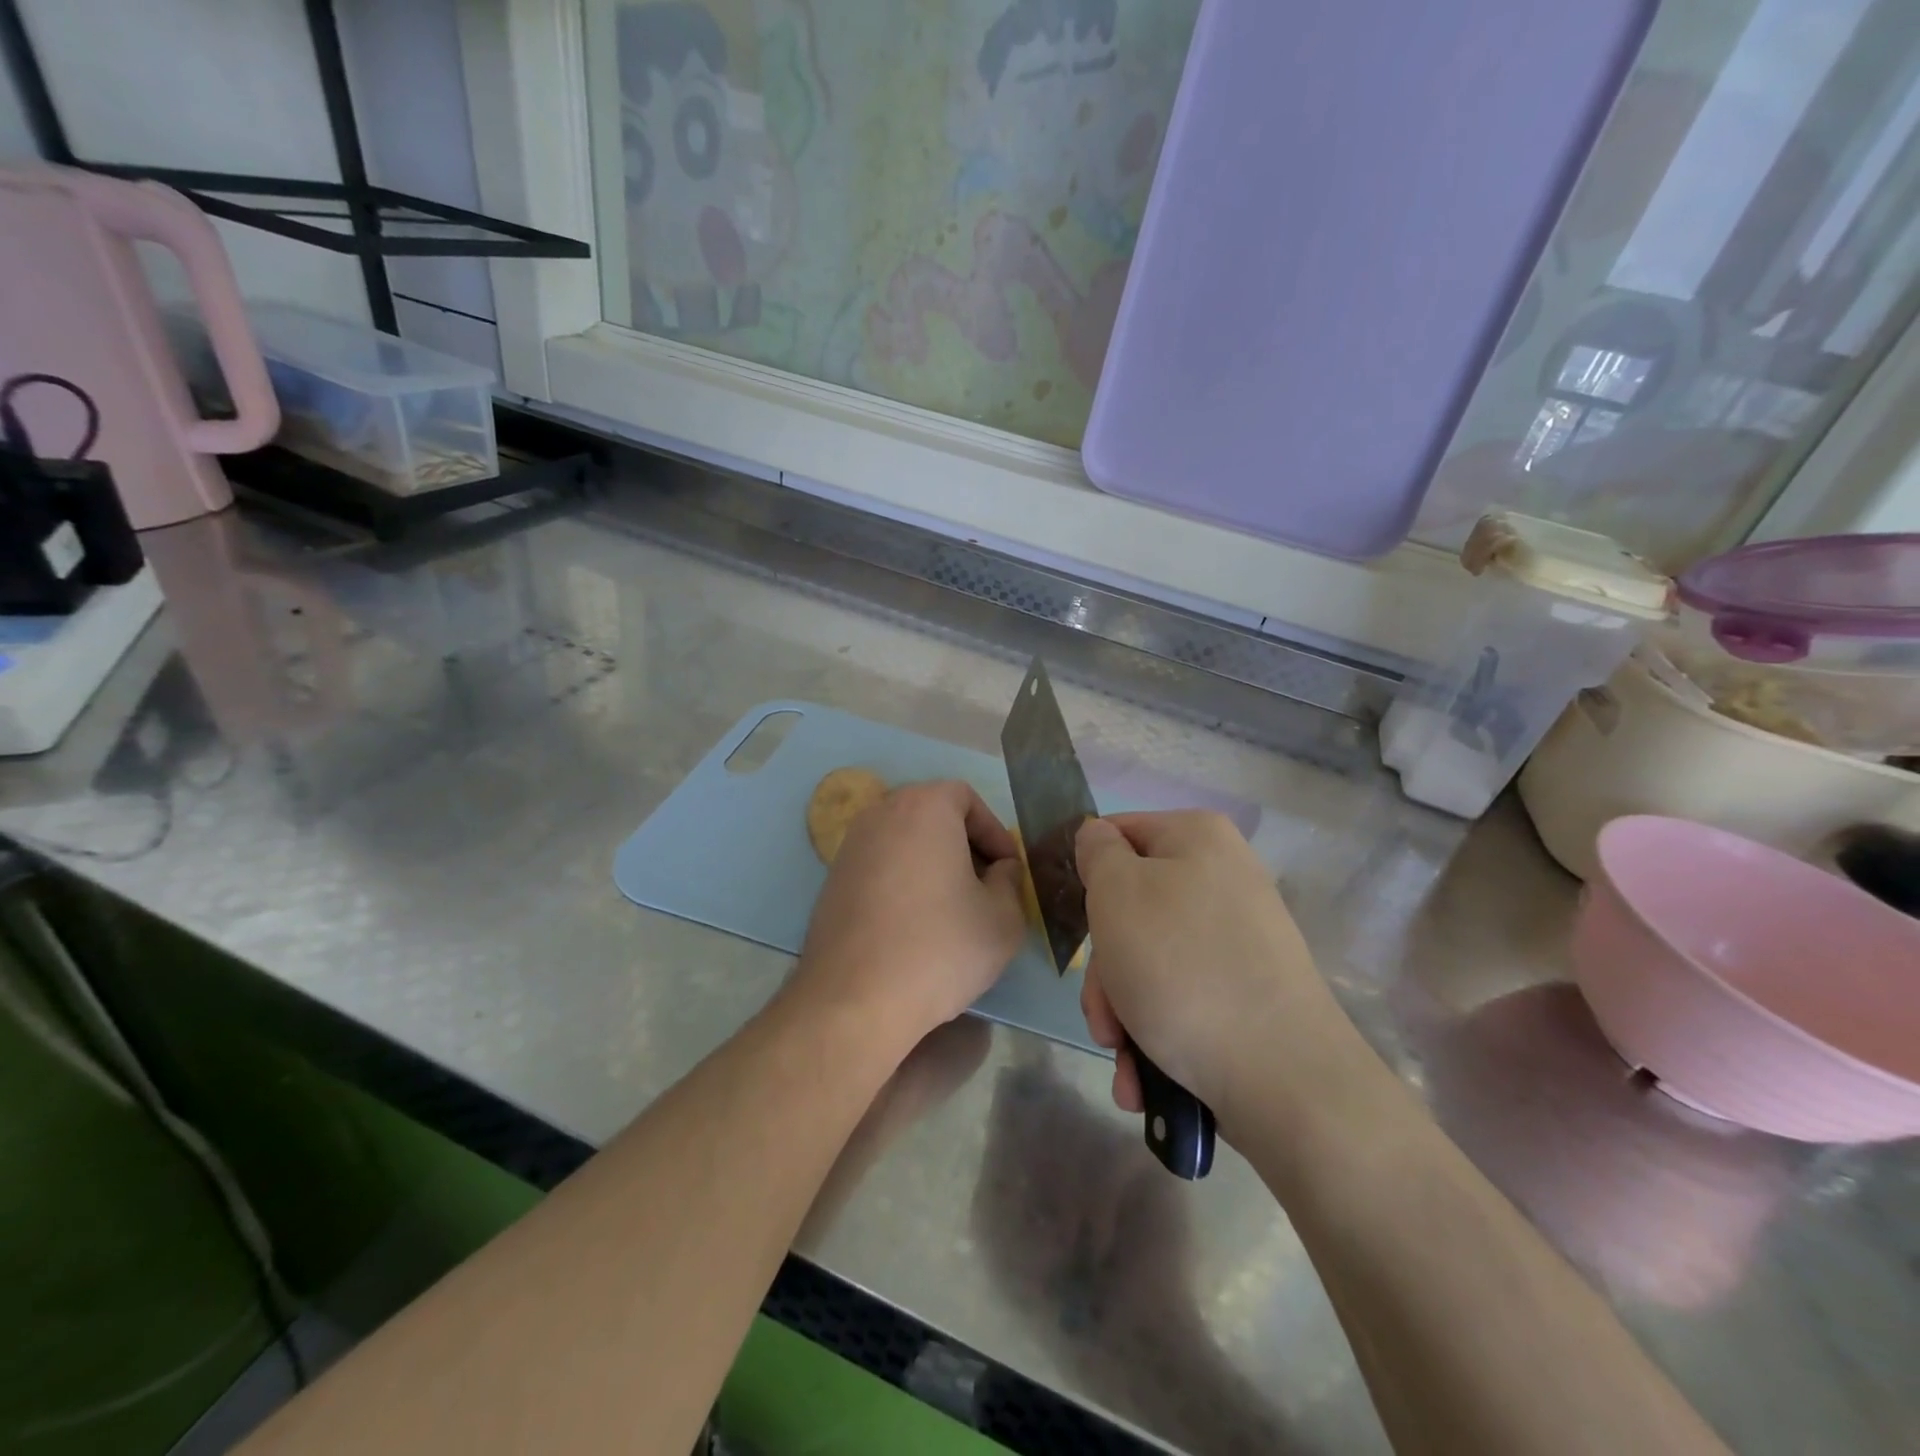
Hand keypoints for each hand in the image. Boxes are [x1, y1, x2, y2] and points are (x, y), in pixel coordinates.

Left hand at [793, 781, 1026, 1050]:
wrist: (854, 1000)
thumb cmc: (939, 948)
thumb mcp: (1003, 918)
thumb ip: (1010, 881)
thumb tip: (999, 870)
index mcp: (923, 807)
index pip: (966, 798)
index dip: (994, 833)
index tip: (1007, 872)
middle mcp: (881, 814)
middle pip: (933, 815)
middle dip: (965, 846)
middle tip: (985, 887)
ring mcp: (850, 846)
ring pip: (905, 841)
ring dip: (933, 864)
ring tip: (952, 909)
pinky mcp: (832, 880)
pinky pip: (881, 866)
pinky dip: (903, 882)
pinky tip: (914, 925)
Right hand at [1075, 811, 1348, 1134]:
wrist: (1282, 1077)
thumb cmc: (1181, 968)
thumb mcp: (1116, 893)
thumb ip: (1097, 853)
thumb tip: (1098, 838)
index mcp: (1197, 837)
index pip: (1117, 835)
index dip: (1088, 877)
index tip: (1079, 926)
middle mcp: (1223, 878)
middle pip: (1130, 908)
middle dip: (1105, 971)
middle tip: (1103, 1015)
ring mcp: (1239, 937)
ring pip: (1150, 960)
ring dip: (1123, 1012)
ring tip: (1124, 1055)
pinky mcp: (1248, 990)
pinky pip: (1182, 995)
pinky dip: (1156, 1031)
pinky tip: (1145, 1077)